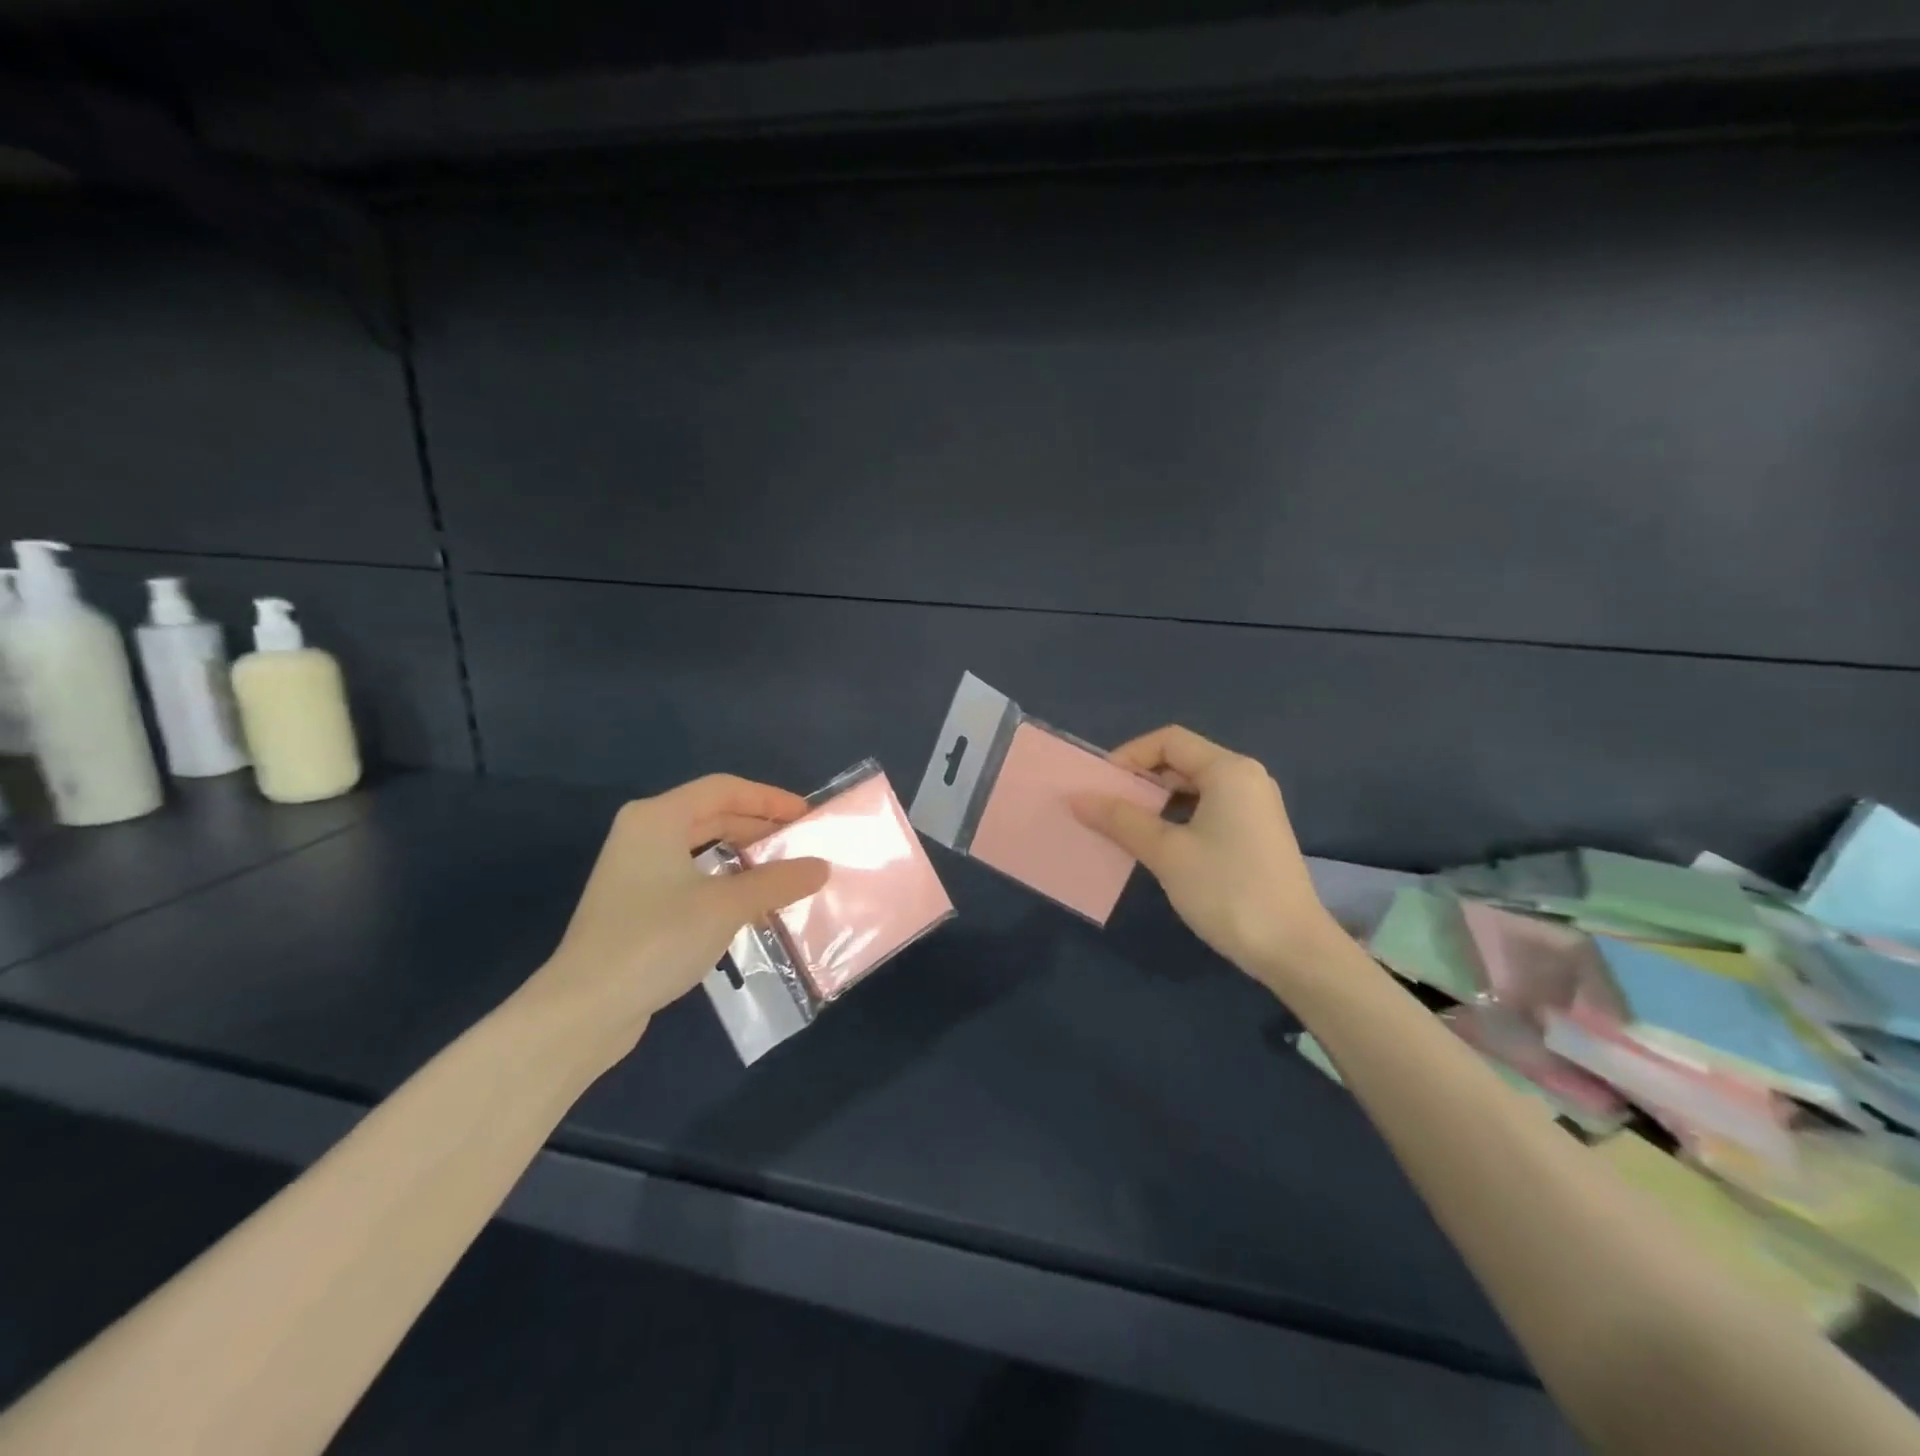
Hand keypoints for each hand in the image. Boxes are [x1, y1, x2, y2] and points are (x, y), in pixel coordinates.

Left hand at [522, 775, 829, 1054]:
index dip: (769, 798)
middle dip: (758, 827)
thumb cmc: (657, 939)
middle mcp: (643, 834)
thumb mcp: (727, 905)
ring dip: (743, 857)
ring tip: (783, 872)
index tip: (807, 815)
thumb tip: (822, 866)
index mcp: (657, 818)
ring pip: (701, 848)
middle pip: (711, 815)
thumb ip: (778, 881)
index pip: (724, 789)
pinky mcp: (635, 905)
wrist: (585, 1009)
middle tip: (800, 843)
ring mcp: (635, 871)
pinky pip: (690, 877)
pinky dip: (723, 881)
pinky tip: (750, 904)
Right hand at [1072, 726, 1346, 995]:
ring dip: (1157, 802)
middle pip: (1182, 761)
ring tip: (1125, 827)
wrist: (1292, 949)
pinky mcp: (1256, 835)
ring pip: (1194, 788)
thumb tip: (1077, 798)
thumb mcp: (1166, 852)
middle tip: (1106, 806)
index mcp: (1228, 770)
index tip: (1101, 785)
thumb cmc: (1226, 889)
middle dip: (1141, 780)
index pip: (1169, 740)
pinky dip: (1178, 819)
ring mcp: (1255, 808)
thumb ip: (1120, 820)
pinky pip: (1208, 810)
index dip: (1130, 755)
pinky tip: (1158, 846)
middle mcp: (1246, 779)